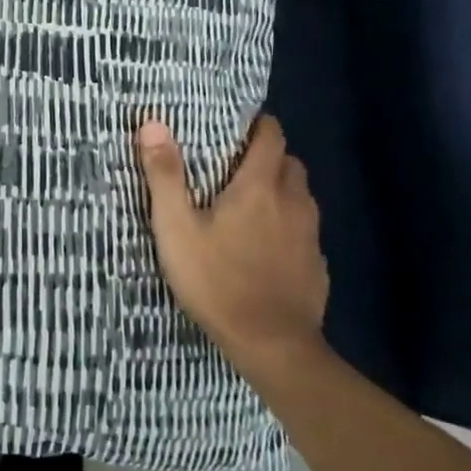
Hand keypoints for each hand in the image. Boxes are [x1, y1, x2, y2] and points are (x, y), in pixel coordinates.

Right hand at [135, 115, 329, 364]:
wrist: (272, 346)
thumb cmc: (217, 281)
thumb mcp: (176, 228)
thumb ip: (165, 175)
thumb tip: (153, 124)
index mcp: (259, 187)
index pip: (271, 136)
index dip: (258, 125)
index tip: (238, 126)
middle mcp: (293, 202)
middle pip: (290, 163)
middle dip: (269, 156)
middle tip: (237, 166)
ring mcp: (311, 236)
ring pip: (301, 196)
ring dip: (281, 190)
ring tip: (251, 204)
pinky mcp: (317, 265)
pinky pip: (306, 230)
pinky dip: (290, 226)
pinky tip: (268, 248)